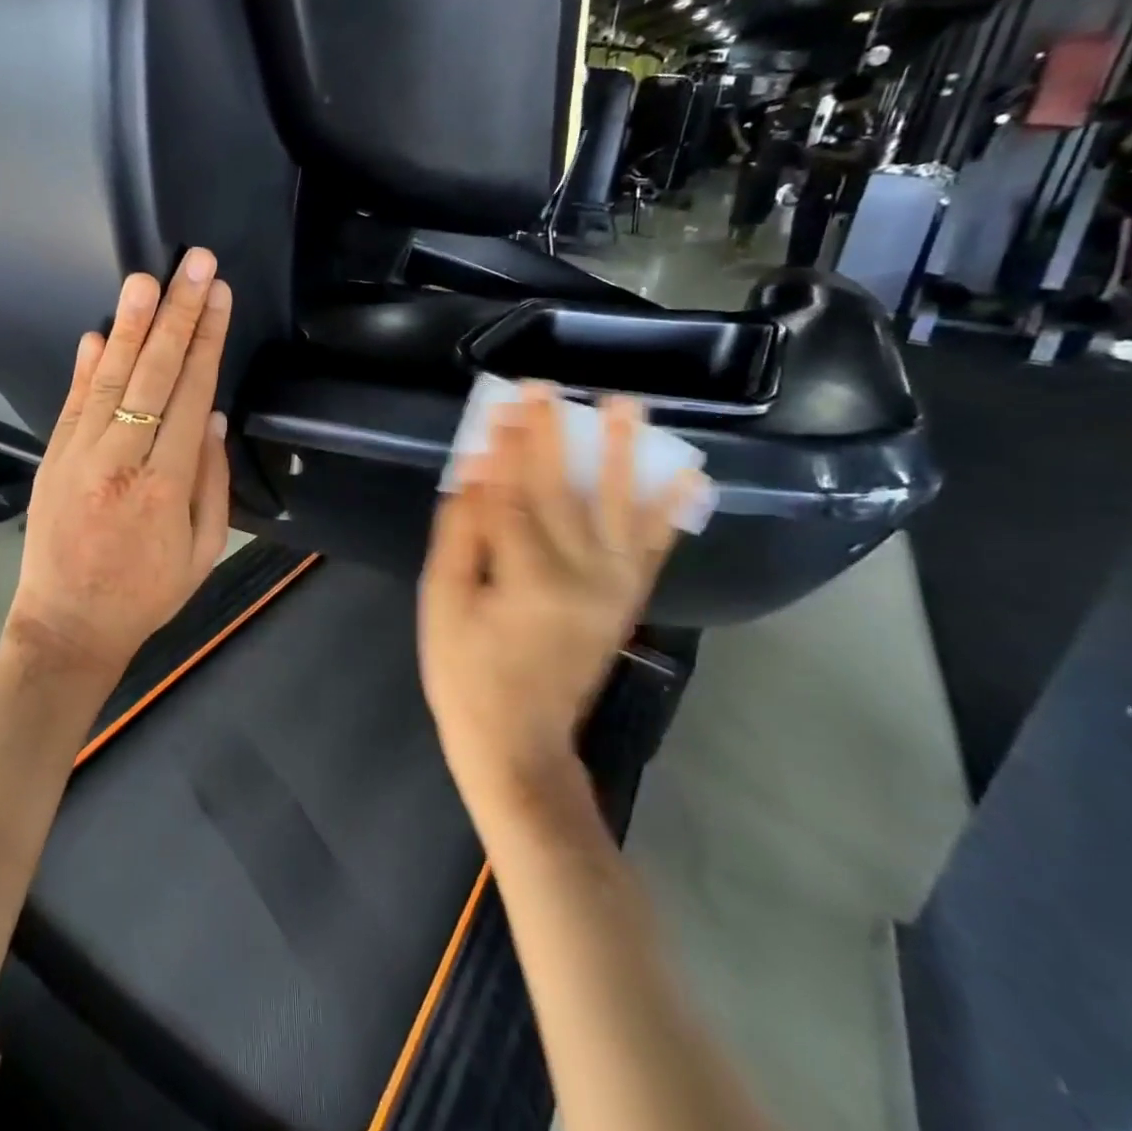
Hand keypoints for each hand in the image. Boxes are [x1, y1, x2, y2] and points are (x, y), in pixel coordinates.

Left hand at [5, 249, 233, 683]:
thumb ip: (212, 481)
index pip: (191, 395)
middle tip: (192, 264)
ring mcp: (79, 456)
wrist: (67, 627)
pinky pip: (72, 403)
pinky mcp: (52, 458)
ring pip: (111, 379)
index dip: (206, 341)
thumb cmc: (146, 594)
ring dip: (129, 326)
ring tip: (145, 280)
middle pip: (154, 374)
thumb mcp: (203, 551)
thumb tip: (214, 416)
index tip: (217, 295)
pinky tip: (99, 332)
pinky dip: (87, 366)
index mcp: (166, 486)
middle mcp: (121, 461)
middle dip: (176, 314)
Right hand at [418, 385, 696, 820]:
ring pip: (619, 507)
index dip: (506, 446)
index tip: (503, 402)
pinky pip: (655, 548)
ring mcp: (613, 587)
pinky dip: (672, 510)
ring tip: (627, 406)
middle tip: (545, 386)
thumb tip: (475, 474)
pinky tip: (689, 475)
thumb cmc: (464, 673)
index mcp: (528, 577)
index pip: (514, 493)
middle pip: (563, 489)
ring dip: (622, 453)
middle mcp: (582, 574)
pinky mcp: (627, 599)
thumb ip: (461, 536)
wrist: (519, 744)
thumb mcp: (442, 604)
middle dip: (551, 434)